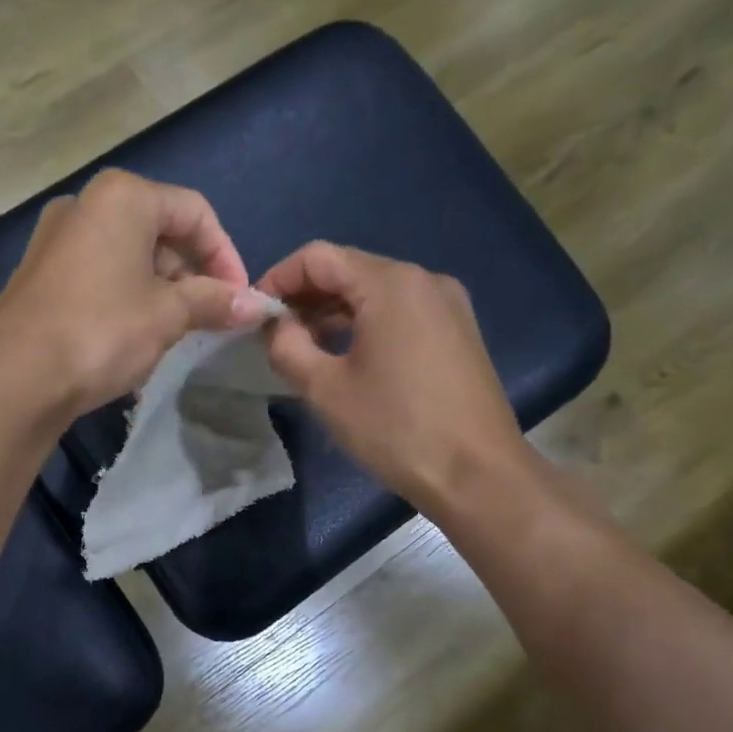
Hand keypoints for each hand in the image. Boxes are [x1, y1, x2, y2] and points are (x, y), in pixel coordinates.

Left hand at [0, 169, 260, 415]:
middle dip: (192, 273)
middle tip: (208, 317)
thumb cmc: (102, 331)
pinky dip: (126, 295)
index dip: (225, 255)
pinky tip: (133, 334)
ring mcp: (55, 238)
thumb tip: (257, 305)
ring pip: (128, 253)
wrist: (16, 377)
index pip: (195, 212)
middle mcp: (85, 204)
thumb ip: (214, 301)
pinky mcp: (39, 272)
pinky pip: (98, 272)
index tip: (239, 298)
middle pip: (159, 229)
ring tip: (174, 331)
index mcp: (122, 197)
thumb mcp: (168, 315)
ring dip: (161, 288)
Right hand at [258, 242, 532, 512]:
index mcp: (390, 284)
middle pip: (348, 269)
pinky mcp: (457, 330)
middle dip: (305, 296)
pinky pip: (399, 311)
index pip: (318, 256)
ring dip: (332, 311)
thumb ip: (287, 346)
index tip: (254, 314)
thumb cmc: (395, 428)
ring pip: (374, 291)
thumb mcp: (325, 389)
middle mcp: (423, 280)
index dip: (278, 278)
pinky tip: (346, 356)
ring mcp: (446, 304)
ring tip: (304, 348)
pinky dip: (364, 323)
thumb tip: (275, 325)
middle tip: (274, 335)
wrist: (478, 475)